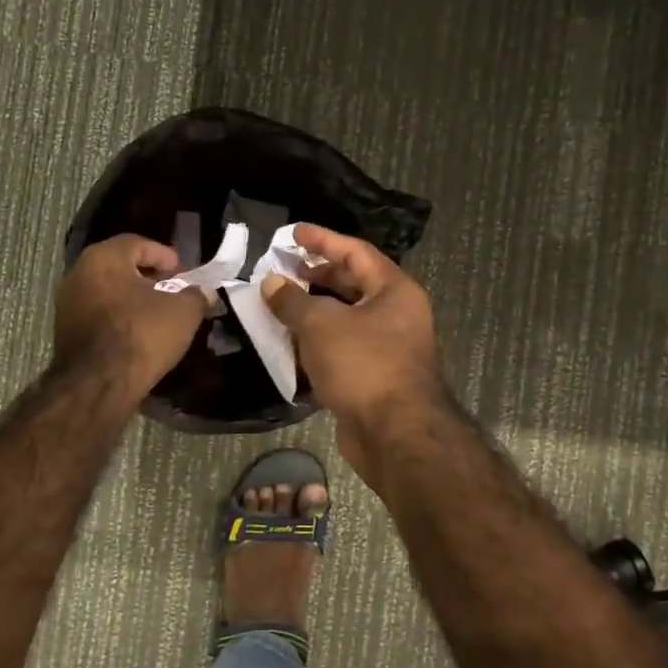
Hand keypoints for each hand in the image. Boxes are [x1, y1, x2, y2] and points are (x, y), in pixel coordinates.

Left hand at [54, 235, 206, 400]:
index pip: (137, 243)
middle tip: (171, 289)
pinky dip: (118, 315)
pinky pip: (97, 313)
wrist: (99, 384)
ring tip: (157, 312)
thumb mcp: (183, 312)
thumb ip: (196, 295)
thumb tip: (204, 292)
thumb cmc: (142, 334)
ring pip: (106, 290)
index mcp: (104, 258)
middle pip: (119, 266)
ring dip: (132, 297)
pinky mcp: (64, 331)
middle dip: (147, 276)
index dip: (164, 255)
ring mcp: (67, 304)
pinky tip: (137, 331)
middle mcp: (78, 274)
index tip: (182, 272)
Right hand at [261, 224, 447, 472]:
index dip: (323, 240)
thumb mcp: (321, 324)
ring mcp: (387, 348)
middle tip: (282, 270)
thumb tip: (271, 282)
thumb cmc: (363, 364)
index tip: (292, 233)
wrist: (394, 434)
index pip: (356, 252)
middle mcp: (396, 314)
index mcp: (394, 291)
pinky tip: (288, 346)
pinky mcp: (374, 378)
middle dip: (316, 276)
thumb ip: (293, 300)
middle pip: (352, 284)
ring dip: (312, 312)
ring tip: (278, 305)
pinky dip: (317, 345)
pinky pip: (342, 350)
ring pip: (345, 320)